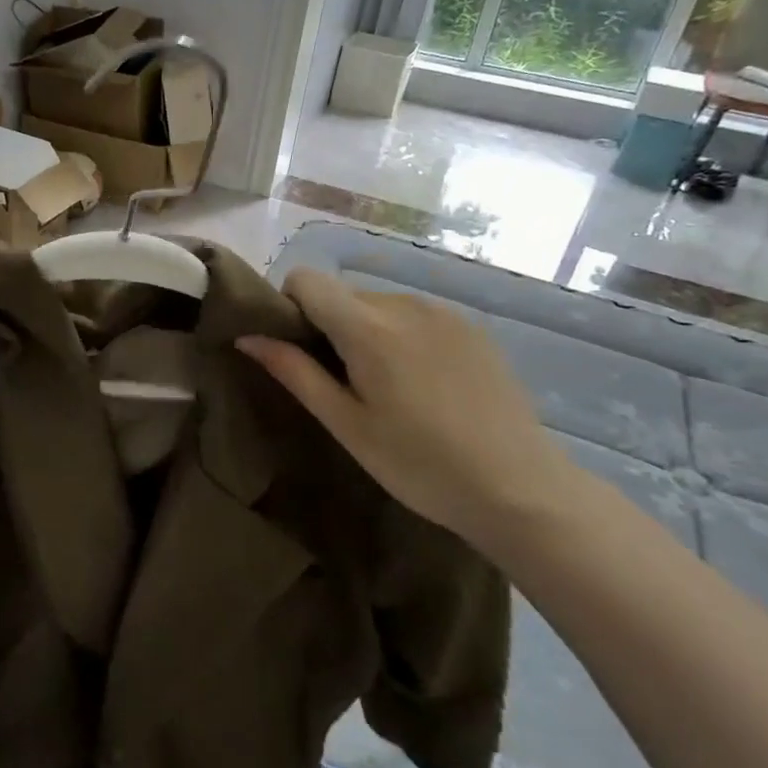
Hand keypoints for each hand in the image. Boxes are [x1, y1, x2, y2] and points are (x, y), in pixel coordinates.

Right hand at [238, 269, 570, 547]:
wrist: (520, 489)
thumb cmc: (419, 464)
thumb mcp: (346, 424)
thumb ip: (294, 372)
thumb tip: (247, 337)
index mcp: (368, 326)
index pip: (306, 279)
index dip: (289, 306)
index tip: (296, 350)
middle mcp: (404, 303)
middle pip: (342, 294)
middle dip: (328, 326)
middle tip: (341, 384)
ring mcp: (443, 312)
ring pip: (378, 305)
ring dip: (365, 332)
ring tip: (387, 389)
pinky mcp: (470, 328)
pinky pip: (414, 317)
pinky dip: (401, 337)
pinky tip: (423, 386)